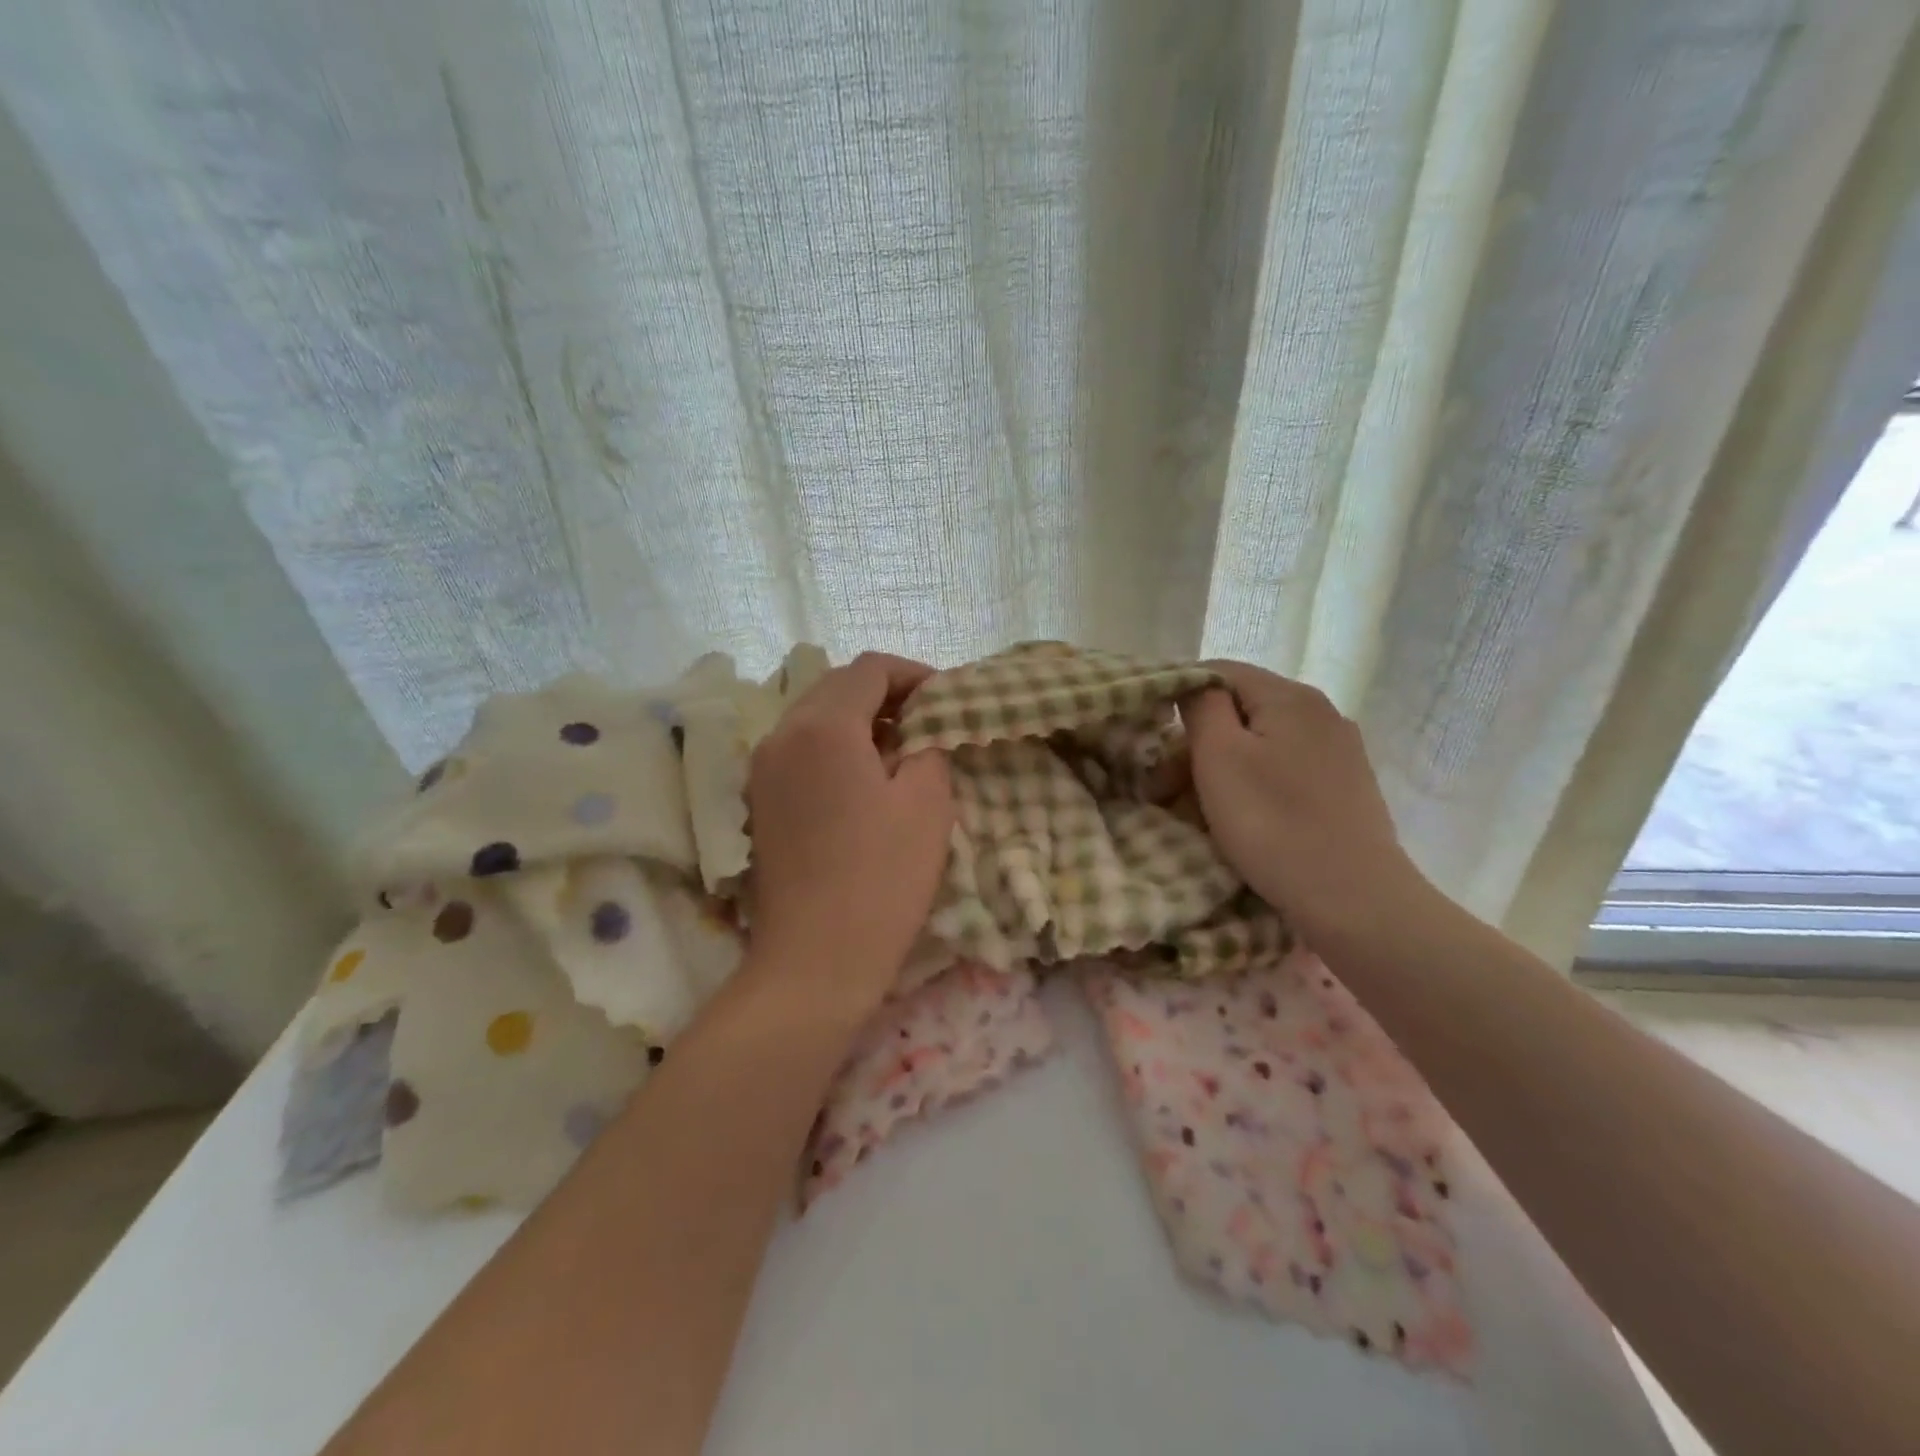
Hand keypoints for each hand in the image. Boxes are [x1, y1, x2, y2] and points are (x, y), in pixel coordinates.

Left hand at [745, 652, 953, 1015]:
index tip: (947, 697)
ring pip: (815, 716)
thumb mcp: (927, 803)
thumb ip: (928, 746)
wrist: (814, 961)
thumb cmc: (881, 878)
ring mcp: (763, 769)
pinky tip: (864, 777)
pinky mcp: (759, 801)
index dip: (914, 674)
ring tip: (901, 748)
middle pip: (836, 686)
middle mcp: (782, 734)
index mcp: (823, 725)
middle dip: (885, 693)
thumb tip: (918, 732)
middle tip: (928, 719)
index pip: (870, 669)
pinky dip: (835, 746)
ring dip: (859, 719)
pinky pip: (800, 749)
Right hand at [1183, 661, 1426, 948]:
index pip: (1219, 671)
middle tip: (1165, 787)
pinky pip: (1285, 768)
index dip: (1178, 694)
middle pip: (1241, 709)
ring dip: (1222, 766)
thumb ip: (1202, 707)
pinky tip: (1243, 816)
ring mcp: (1339, 750)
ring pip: (1262, 742)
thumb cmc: (1273, 823)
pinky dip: (1254, 783)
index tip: (1151, 736)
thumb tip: (1196, 686)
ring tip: (1197, 807)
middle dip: (1198, 741)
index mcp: (1290, 696)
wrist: (1354, 900)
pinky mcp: (1346, 786)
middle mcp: (1321, 712)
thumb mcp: (1219, 758)